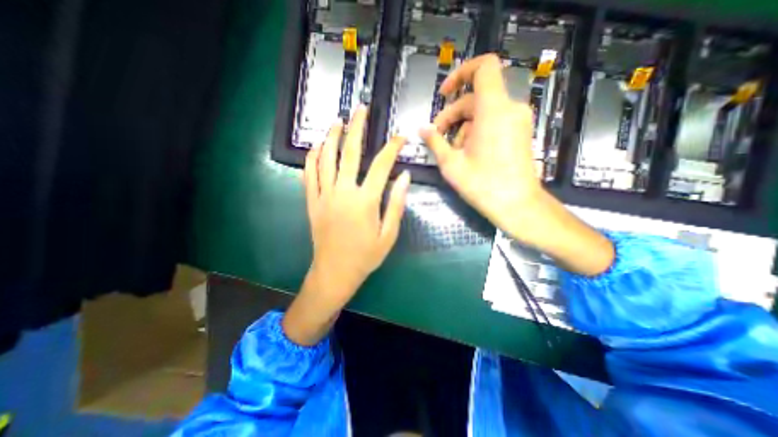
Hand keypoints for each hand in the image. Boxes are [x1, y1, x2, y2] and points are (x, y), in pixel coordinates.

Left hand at [282, 107, 413, 343]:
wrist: (335, 272)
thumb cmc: (366, 256)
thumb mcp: (389, 234)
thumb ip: (396, 204)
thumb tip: (405, 177)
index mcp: (365, 201)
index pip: (382, 165)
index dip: (393, 147)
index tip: (400, 136)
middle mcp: (343, 192)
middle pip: (349, 153)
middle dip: (357, 129)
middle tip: (361, 109)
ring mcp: (324, 196)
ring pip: (325, 159)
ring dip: (331, 137)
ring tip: (338, 120)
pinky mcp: (312, 202)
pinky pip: (309, 175)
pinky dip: (312, 158)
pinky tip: (316, 147)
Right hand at [420, 53, 542, 242]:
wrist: (517, 205)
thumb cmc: (483, 185)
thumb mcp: (451, 164)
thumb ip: (435, 141)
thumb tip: (422, 129)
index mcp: (494, 110)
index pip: (484, 67)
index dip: (462, 73)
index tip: (445, 93)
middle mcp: (510, 108)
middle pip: (476, 97)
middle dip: (453, 114)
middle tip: (436, 135)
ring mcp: (518, 120)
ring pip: (483, 112)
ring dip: (463, 127)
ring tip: (453, 151)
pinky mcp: (520, 132)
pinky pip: (494, 121)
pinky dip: (477, 131)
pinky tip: (468, 153)